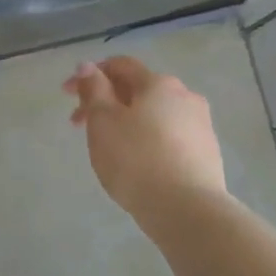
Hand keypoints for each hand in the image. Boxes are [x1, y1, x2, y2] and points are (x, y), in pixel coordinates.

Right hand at [65, 56, 228, 219]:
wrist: (187, 210)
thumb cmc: (136, 159)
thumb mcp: (103, 121)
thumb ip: (94, 90)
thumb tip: (88, 66)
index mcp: (158, 83)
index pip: (120, 65)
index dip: (90, 74)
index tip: (68, 94)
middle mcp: (185, 96)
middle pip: (138, 89)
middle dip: (106, 100)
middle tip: (80, 124)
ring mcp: (201, 125)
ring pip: (155, 114)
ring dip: (127, 120)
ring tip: (108, 146)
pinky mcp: (207, 153)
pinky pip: (169, 136)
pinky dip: (147, 139)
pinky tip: (137, 162)